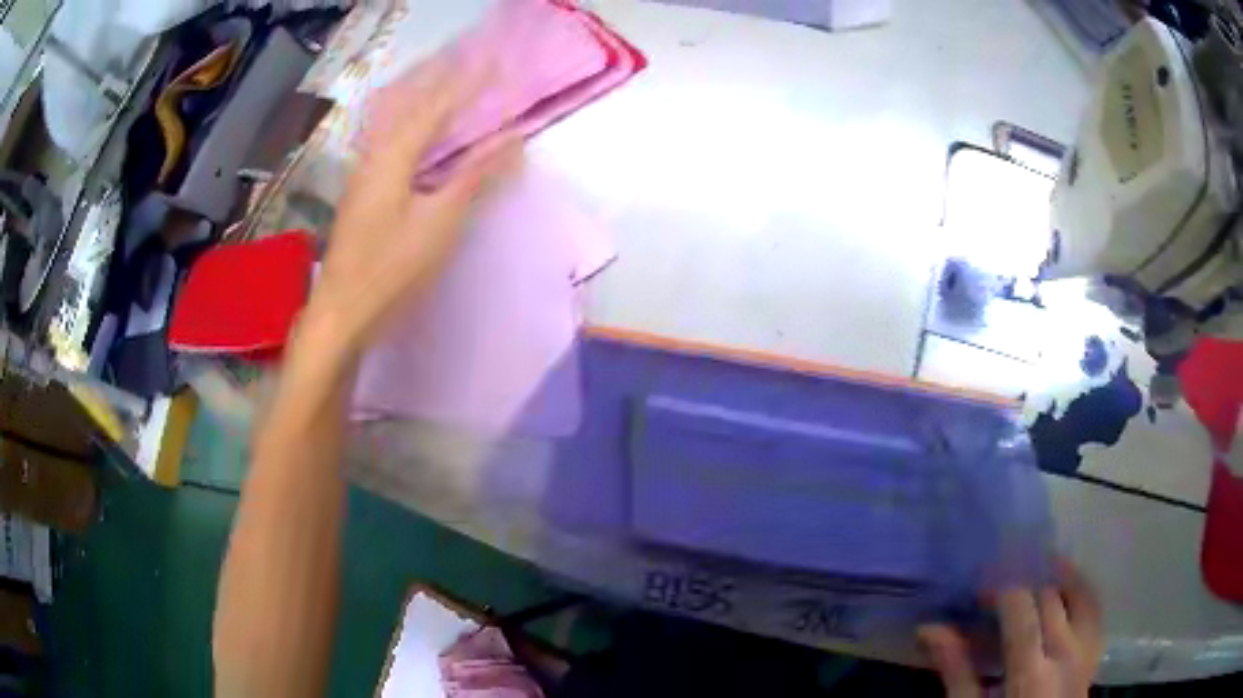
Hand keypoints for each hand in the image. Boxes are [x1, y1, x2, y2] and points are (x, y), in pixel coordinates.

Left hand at [306, 58, 520, 354]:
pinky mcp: (363, 194)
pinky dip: (414, 130)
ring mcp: (364, 175)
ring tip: (452, 93)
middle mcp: (374, 155)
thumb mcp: (440, 222)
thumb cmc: (392, 268)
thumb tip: (512, 140)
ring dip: (426, 104)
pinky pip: (392, 145)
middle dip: (442, 84)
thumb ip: (474, 176)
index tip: (496, 66)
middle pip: (409, 106)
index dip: (467, 85)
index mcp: (392, 156)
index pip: (436, 106)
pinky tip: (422, 137)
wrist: (342, 311)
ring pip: (397, 124)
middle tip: (472, 69)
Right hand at [918, 561, 1104, 697]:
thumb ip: (957, 671)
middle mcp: (1066, 652)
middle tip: (999, 585)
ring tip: (1037, 569)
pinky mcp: (1095, 652)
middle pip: (1050, 596)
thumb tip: (930, 628)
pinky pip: (1095, 608)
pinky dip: (1080, 591)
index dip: (1000, 589)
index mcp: (1031, 671)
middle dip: (1024, 582)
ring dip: (1059, 576)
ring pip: (1081, 592)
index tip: (979, 589)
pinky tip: (1065, 590)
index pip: (1022, 608)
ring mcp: (1087, 650)